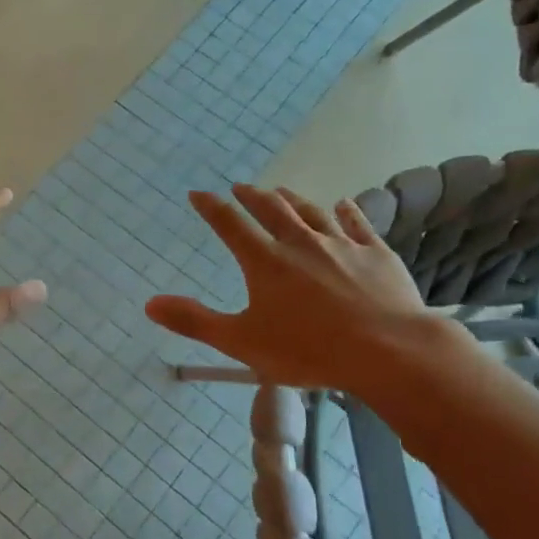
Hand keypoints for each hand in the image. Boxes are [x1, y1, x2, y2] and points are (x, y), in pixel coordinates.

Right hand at [146, 184, 444, 392]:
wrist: (389, 351)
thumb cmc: (308, 350)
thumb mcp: (241, 342)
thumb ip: (194, 321)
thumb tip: (150, 304)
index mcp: (265, 262)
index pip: (230, 225)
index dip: (211, 207)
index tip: (198, 193)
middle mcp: (300, 243)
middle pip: (271, 210)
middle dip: (252, 197)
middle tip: (241, 187)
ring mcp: (341, 245)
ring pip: (312, 212)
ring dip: (293, 199)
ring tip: (281, 191)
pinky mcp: (376, 254)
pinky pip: (358, 224)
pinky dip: (348, 211)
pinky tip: (345, 203)